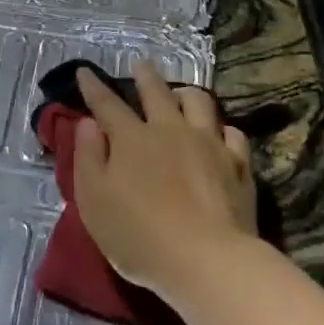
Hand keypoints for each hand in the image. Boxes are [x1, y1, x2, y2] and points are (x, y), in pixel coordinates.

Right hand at [72, 61, 255, 305]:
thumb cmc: (139, 235)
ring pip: (199, 102)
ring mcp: (208, 143)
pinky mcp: (238, 164)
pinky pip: (232, 133)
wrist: (207, 260)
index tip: (85, 71)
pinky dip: (222, 129)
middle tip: (141, 64)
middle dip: (145, 76)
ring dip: (186, 93)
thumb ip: (87, 158)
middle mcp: (170, 130)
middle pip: (157, 92)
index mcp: (131, 138)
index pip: (107, 104)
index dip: (93, 87)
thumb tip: (88, 124)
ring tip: (182, 93)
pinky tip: (220, 134)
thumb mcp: (94, 201)